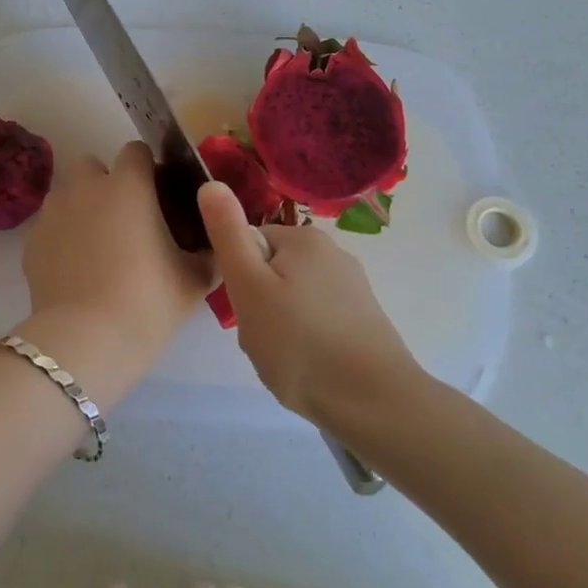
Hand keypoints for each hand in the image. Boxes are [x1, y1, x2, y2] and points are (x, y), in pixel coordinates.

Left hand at [21, 142, 211, 348]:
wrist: (86, 341)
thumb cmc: (147, 302)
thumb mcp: (195, 280)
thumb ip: (209, 252)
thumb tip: (215, 245)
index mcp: (127, 186)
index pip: (137, 151)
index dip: (149, 169)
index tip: (160, 197)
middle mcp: (86, 188)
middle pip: (94, 166)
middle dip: (108, 184)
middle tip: (128, 222)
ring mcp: (53, 213)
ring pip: (68, 195)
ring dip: (82, 209)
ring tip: (98, 249)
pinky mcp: (31, 241)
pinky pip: (51, 227)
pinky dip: (62, 239)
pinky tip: (76, 272)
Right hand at [197, 181, 429, 431]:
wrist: (376, 404)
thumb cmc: (301, 342)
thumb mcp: (249, 286)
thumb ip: (227, 233)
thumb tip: (211, 183)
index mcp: (304, 238)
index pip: (249, 245)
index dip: (238, 280)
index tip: (246, 311)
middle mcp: (332, 253)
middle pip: (270, 272)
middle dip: (258, 305)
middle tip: (262, 339)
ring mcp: (352, 288)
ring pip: (290, 300)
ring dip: (278, 327)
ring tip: (285, 359)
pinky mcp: (363, 320)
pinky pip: (315, 320)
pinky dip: (304, 341)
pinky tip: (308, 367)